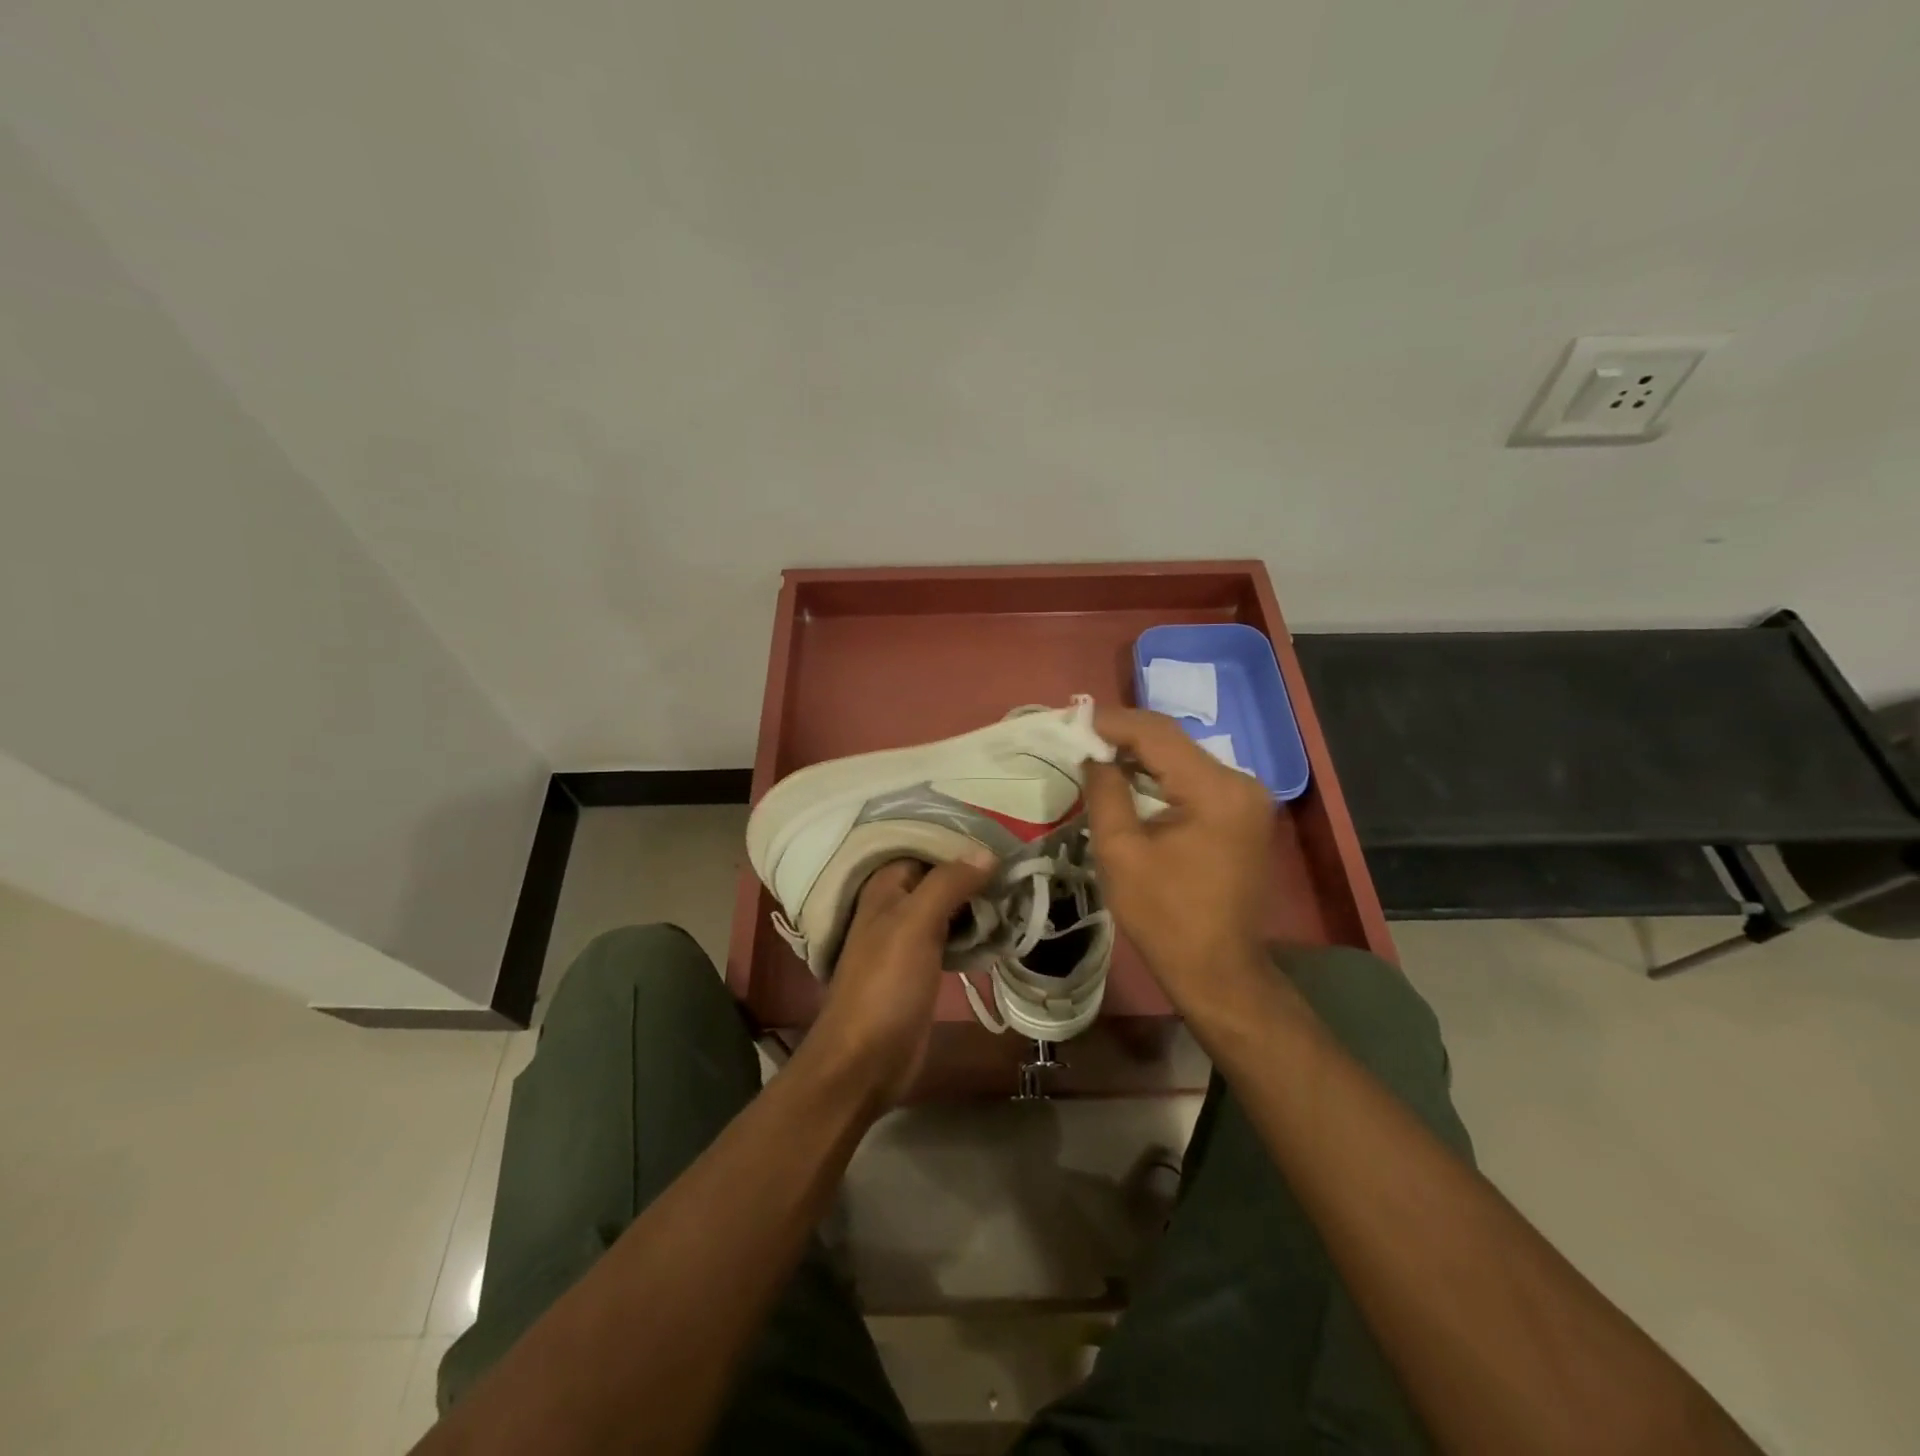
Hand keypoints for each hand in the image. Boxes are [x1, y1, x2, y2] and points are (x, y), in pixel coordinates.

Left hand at [804, 854, 994, 1110]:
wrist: (865, 1059)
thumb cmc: (886, 984)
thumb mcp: (916, 924)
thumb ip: (948, 883)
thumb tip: (987, 851)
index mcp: (885, 887)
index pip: (926, 847)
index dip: (961, 843)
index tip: (1004, 839)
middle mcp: (895, 906)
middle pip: (940, 878)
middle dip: (975, 873)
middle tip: (1019, 868)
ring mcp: (909, 939)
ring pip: (949, 908)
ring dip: (979, 903)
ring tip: (1019, 893)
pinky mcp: (923, 968)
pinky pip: (953, 937)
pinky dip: (975, 932)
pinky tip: (1003, 930)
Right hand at [1082, 707, 1277, 1014]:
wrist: (1218, 969)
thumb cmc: (1164, 916)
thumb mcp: (1121, 851)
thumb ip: (1105, 791)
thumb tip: (1093, 756)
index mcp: (1216, 789)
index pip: (1157, 734)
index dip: (1112, 722)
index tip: (1072, 721)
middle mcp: (1241, 783)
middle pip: (1174, 742)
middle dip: (1124, 736)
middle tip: (1079, 737)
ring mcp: (1248, 798)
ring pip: (1184, 759)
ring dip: (1141, 755)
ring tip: (1096, 754)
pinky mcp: (1243, 814)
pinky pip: (1195, 780)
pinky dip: (1161, 777)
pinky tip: (1130, 780)